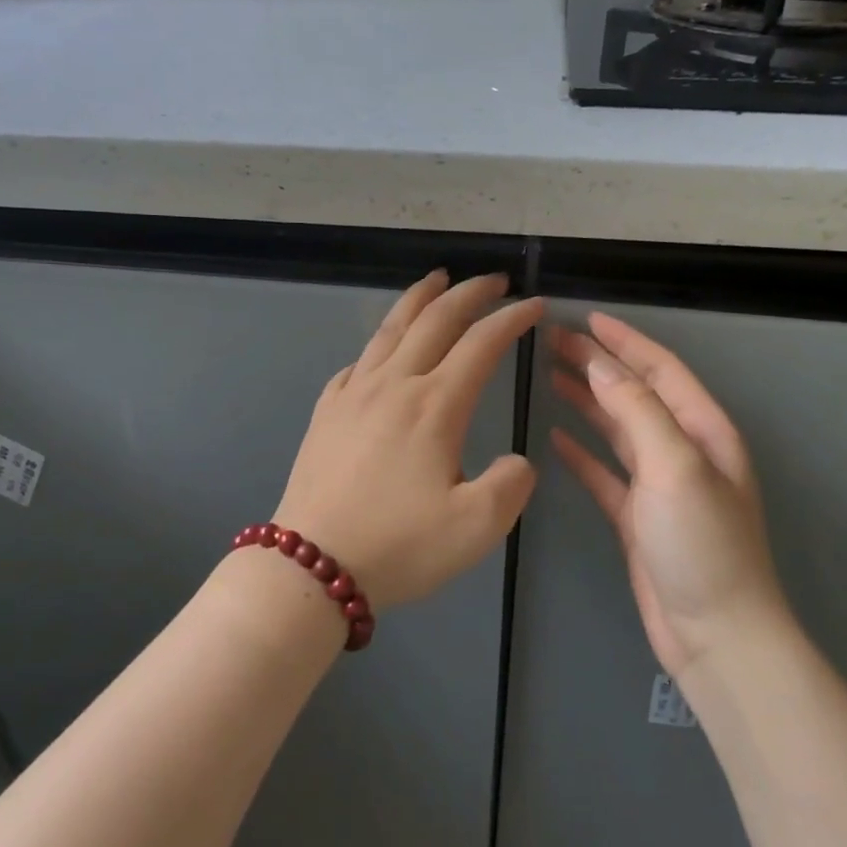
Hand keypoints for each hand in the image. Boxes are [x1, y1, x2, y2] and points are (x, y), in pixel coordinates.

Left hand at [274, 271, 540, 608]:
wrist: (311, 566)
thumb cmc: (400, 546)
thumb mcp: (477, 527)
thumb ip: (512, 484)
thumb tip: (517, 461)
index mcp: (435, 405)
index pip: (481, 343)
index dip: (512, 319)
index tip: (534, 305)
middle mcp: (394, 385)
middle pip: (435, 320)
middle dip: (470, 293)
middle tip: (495, 281)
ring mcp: (354, 394)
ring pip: (390, 328)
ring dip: (419, 298)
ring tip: (437, 279)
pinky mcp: (327, 411)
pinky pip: (358, 360)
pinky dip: (380, 340)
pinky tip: (383, 347)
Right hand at [549, 313, 791, 675]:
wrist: (715, 634)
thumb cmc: (702, 543)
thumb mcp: (675, 466)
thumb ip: (638, 410)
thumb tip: (600, 365)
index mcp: (703, 431)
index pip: (660, 370)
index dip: (625, 341)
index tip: (586, 319)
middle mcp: (683, 450)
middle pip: (635, 394)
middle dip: (598, 365)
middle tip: (554, 342)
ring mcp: (659, 485)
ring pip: (618, 429)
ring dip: (588, 401)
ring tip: (551, 377)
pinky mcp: (637, 516)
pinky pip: (605, 472)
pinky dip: (582, 452)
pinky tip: (557, 437)